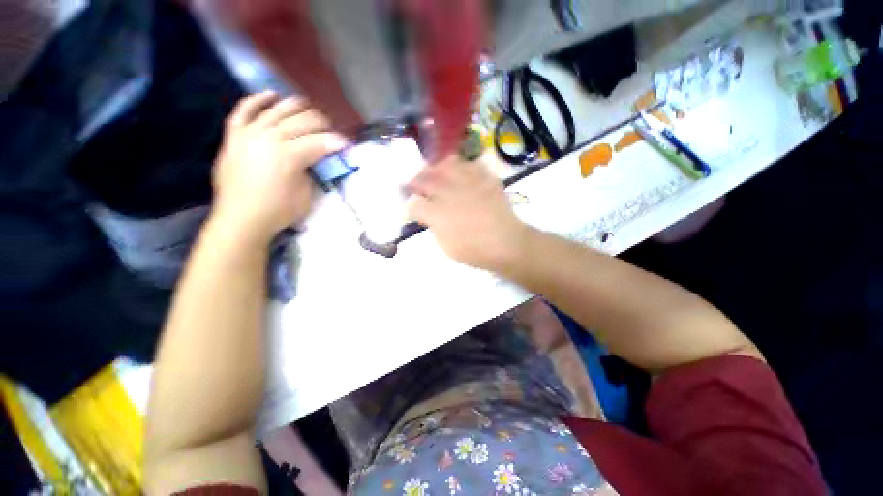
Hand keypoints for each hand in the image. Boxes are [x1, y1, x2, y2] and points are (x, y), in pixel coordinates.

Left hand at [211, 92, 346, 244]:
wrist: (241, 218)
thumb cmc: (278, 211)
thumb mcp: (306, 194)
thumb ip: (312, 170)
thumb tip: (315, 158)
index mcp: (289, 155)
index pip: (320, 142)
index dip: (337, 142)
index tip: (347, 144)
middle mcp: (269, 137)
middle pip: (301, 121)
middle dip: (322, 124)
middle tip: (331, 131)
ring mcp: (249, 133)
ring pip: (277, 110)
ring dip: (297, 107)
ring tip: (309, 109)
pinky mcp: (234, 135)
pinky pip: (245, 110)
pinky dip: (259, 100)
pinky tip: (272, 95)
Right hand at [408, 154, 529, 270]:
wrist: (506, 243)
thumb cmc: (474, 250)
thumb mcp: (446, 245)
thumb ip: (433, 225)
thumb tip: (428, 214)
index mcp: (437, 212)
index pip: (414, 203)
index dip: (409, 204)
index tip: (410, 206)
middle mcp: (450, 192)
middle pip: (426, 177)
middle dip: (417, 181)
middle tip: (417, 185)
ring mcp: (469, 182)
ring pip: (446, 164)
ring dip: (438, 168)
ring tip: (437, 174)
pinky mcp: (485, 178)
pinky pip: (471, 164)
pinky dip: (462, 166)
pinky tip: (462, 174)